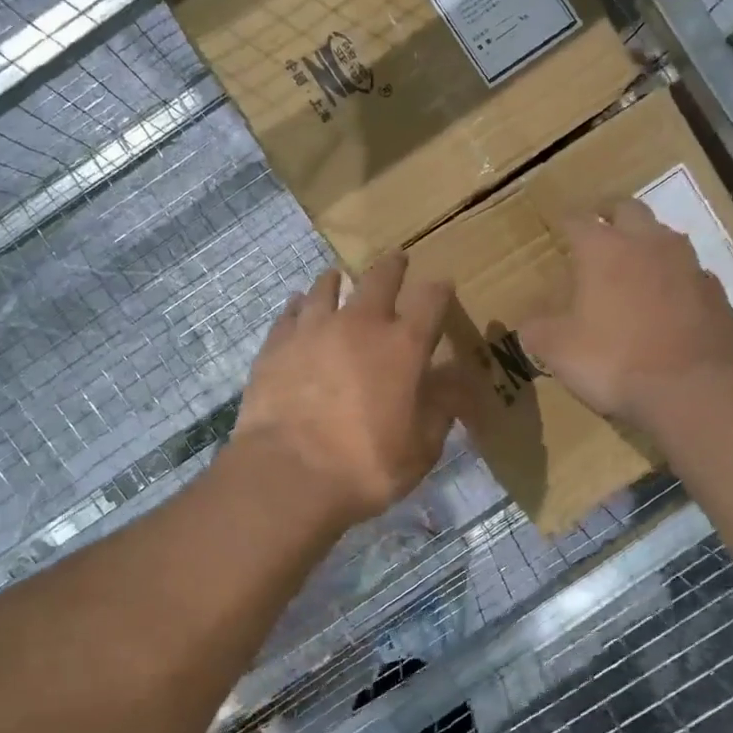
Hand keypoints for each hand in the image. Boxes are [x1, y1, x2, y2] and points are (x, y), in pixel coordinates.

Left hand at [231, 254, 456, 532]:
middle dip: (392, 267)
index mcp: (402, 345)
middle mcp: (359, 324)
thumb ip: (441, 407)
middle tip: (397, 259)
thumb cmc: (365, 465)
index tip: (444, 285)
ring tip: (336, 277)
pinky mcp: (276, 344)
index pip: (431, 301)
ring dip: (337, 280)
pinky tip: (298, 305)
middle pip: (379, 279)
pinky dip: (299, 305)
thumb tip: (457, 378)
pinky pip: (290, 312)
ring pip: (326, 287)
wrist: (287, 473)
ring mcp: (313, 329)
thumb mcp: (421, 447)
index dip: (440, 290)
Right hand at [518, 199, 732, 425]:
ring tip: (634, 263)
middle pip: (628, 209)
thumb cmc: (613, 361)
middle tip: (597, 228)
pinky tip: (669, 301)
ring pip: (665, 237)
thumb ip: (538, 330)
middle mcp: (648, 244)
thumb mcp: (558, 350)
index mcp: (603, 250)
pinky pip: (691, 274)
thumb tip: (529, 324)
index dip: (565, 222)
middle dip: (609, 214)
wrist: (692, 390)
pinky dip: (675, 279)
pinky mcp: (715, 293)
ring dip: (647, 243)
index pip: (577, 219)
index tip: (558, 227)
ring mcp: (688, 265)